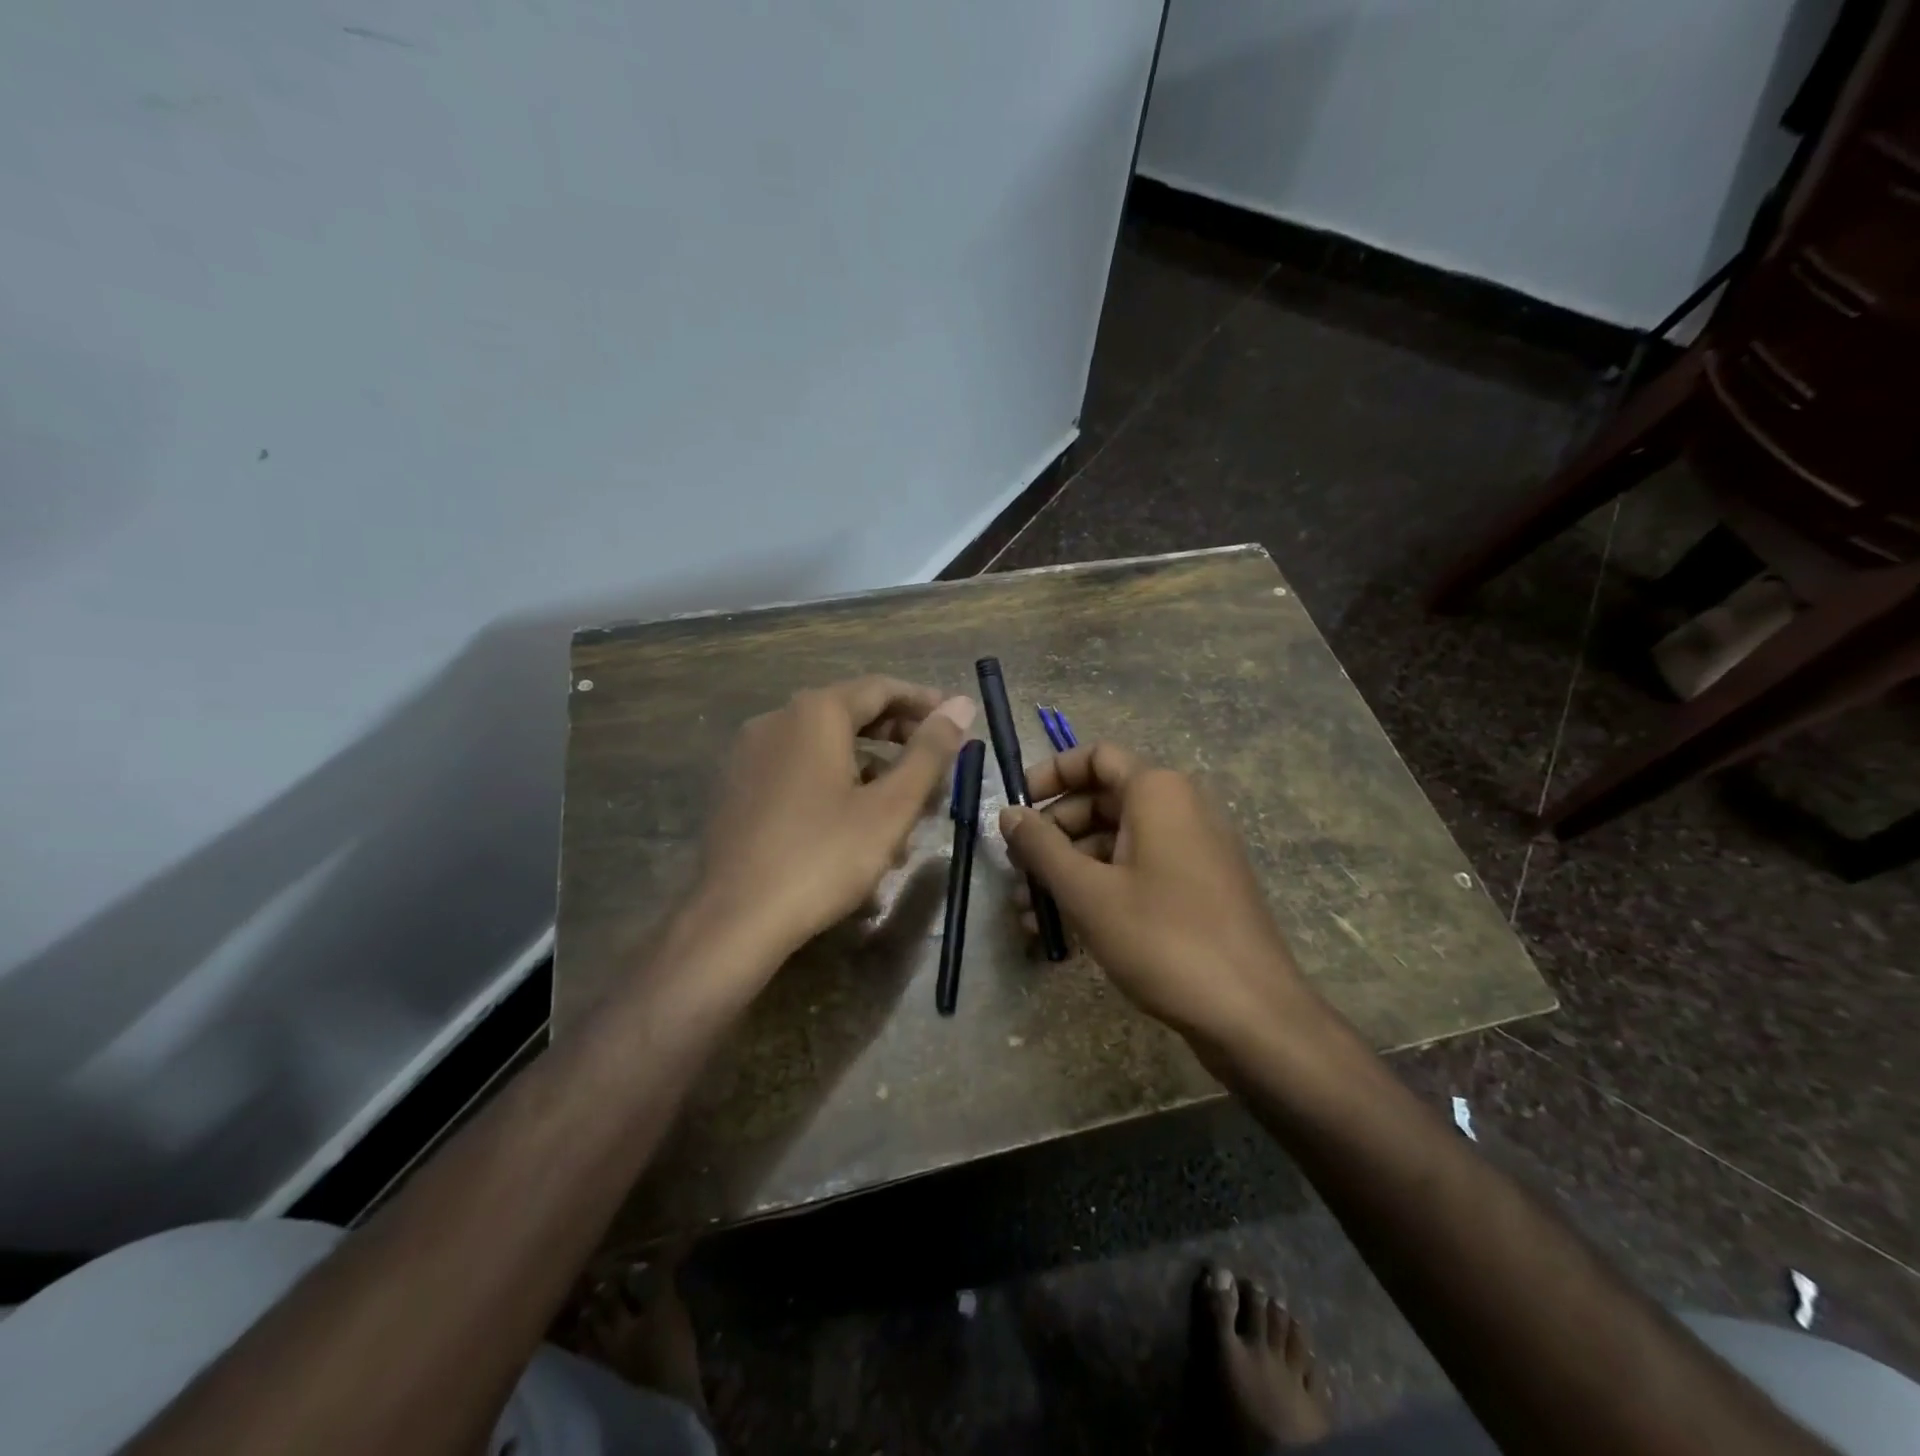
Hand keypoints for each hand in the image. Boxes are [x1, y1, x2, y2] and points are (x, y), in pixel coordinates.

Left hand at [696, 676, 974, 966]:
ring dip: (870, 768)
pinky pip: (797, 771)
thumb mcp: (890, 807)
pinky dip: (834, 784)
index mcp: (815, 713)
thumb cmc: (823, 857)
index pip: (881, 688)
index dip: (924, 702)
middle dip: (899, 737)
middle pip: (850, 714)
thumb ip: (929, 752)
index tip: (956, 722)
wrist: (734, 919)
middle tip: (937, 764)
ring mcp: (750, 754)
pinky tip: (854, 827)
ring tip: (904, 809)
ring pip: (824, 748)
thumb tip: (962, 704)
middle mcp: (777, 720)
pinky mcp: (736, 788)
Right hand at [998, 742, 1313, 1044]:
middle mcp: (1180, 807)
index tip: (1015, 807)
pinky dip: (1099, 887)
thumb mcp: (1087, 892)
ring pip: (1115, 842)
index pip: (1095, 757)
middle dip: (1052, 833)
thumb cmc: (1162, 938)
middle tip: (1015, 867)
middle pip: (1100, 801)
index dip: (1050, 774)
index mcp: (1157, 791)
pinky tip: (1062, 928)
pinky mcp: (1197, 887)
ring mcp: (1192, 849)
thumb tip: (1009, 813)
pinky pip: (1137, 870)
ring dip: (1068, 869)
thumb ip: (1041, 847)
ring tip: (1027, 910)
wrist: (1251, 1013)